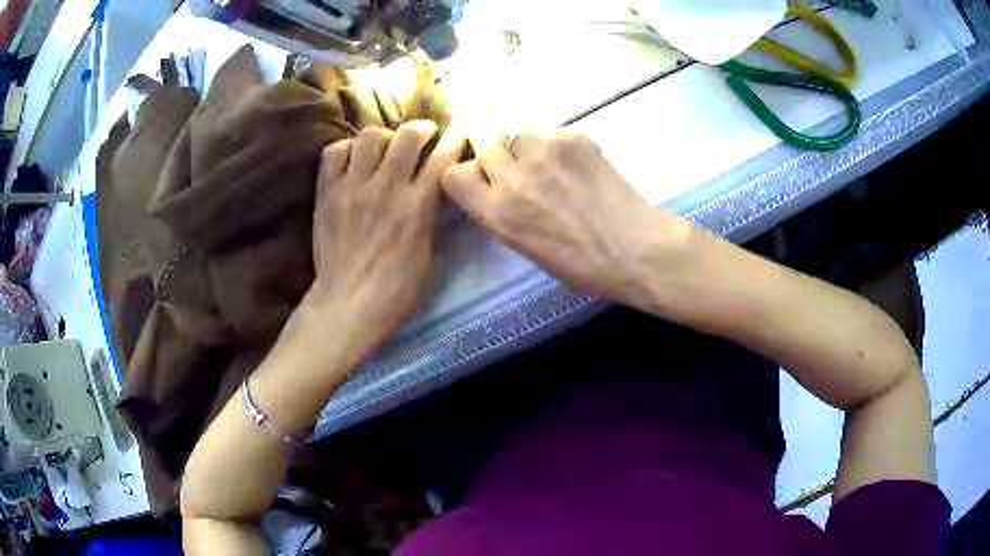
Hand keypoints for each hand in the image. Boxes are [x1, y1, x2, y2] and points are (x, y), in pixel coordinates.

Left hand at [306, 121, 466, 355]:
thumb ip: (435, 223)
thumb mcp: (431, 260)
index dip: (455, 140)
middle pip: (408, 135)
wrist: (347, 305)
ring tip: (385, 147)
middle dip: (421, 128)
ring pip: (370, 136)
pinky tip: (353, 160)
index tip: (459, 133)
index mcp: (417, 206)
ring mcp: (353, 187)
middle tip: (423, 134)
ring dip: (383, 137)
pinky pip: (334, 153)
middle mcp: (386, 187)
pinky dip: (346, 150)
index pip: (442, 158)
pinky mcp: (327, 193)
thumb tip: (437, 199)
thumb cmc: (396, 293)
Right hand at [441, 132, 689, 310]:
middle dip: (496, 149)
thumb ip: (501, 212)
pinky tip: (580, 166)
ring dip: (528, 146)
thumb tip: (496, 185)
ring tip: (554, 166)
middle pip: (484, 139)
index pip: (453, 174)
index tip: (481, 174)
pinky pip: (553, 133)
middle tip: (520, 163)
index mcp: (497, 213)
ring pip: (519, 133)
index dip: (466, 171)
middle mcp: (512, 177)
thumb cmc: (581, 264)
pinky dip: (560, 146)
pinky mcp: (572, 138)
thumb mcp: (525, 246)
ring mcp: (543, 152)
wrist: (634, 249)